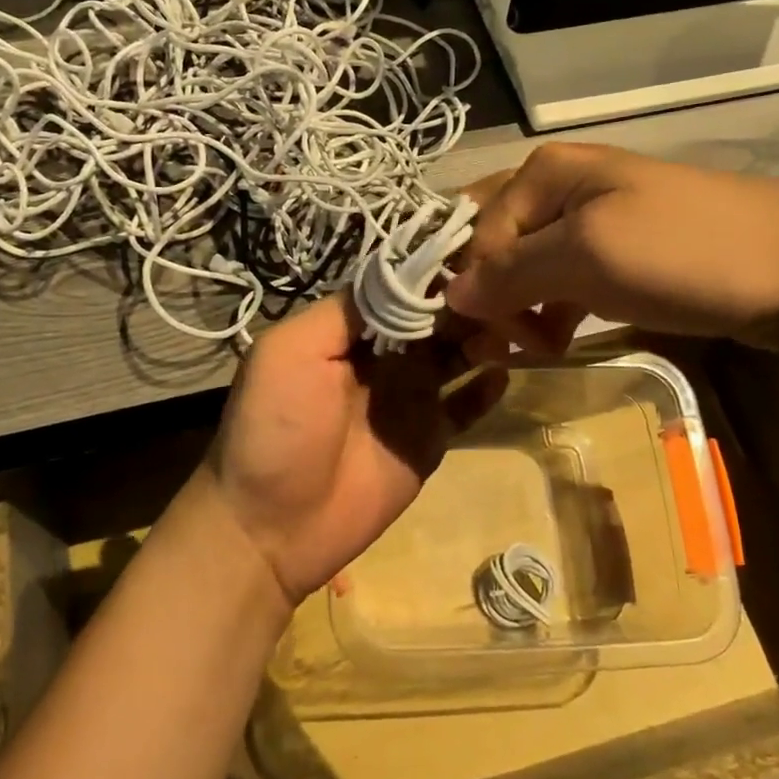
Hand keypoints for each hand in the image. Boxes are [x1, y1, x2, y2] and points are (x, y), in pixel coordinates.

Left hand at [203, 291, 508, 601]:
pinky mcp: (430, 439)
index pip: (397, 289)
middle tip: (500, 292)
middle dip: (463, 303)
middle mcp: (381, 357)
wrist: (272, 526)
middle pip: (432, 319)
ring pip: (454, 356)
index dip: (429, 272)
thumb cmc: (275, 428)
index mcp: (346, 332)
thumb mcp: (290, 352)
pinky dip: (485, 389)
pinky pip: (464, 407)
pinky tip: (502, 375)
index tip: (471, 252)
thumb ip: (342, 313)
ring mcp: (409, 398)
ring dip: (479, 339)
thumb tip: (396, 276)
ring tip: (505, 329)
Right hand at [445, 143, 778, 355]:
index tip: (490, 340)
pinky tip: (557, 338)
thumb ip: (511, 273)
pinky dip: (550, 311)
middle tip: (502, 348)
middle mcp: (559, 186)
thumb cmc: (685, 252)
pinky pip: (558, 280)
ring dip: (519, 310)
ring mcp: (590, 219)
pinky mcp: (616, 251)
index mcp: (544, 171)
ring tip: (536, 348)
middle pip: (493, 245)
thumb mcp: (588, 257)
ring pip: (524, 266)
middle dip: (489, 298)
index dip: (474, 287)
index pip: (475, 233)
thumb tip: (449, 296)